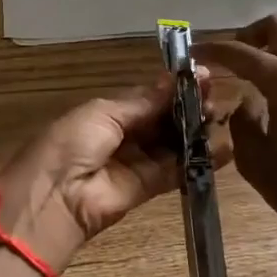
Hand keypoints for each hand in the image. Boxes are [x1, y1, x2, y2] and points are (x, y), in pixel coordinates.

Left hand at [0, 73, 232, 273]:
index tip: (201, 76)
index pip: (148, 97)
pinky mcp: (147, 189)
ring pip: (172, 144)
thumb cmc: (71, 145)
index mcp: (106, 113)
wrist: (53, 200)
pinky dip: (198, 161)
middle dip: (188, 108)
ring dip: (196, 131)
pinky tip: (223, 149)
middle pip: (163, 120)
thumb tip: (174, 79)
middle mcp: (123, 136)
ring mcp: (135, 163)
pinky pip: (175, 171)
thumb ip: (142, 101)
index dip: (173, 88)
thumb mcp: (103, 114)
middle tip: (215, 98)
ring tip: (222, 117)